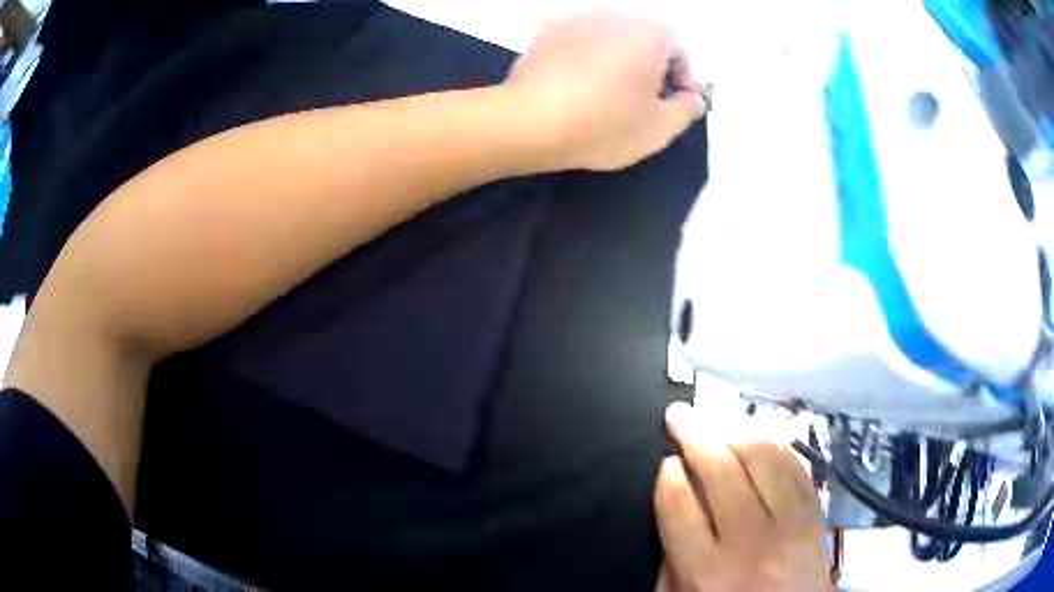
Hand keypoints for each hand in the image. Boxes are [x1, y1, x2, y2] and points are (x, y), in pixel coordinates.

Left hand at [505, 10, 709, 171]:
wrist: (530, 121)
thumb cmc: (605, 124)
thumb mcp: (660, 128)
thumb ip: (688, 109)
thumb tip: (694, 97)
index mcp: (649, 34)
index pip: (679, 50)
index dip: (682, 80)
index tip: (672, 106)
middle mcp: (615, 16)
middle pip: (644, 40)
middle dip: (650, 69)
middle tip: (641, 104)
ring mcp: (576, 19)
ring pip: (610, 39)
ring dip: (617, 62)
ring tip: (606, 96)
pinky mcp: (545, 31)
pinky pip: (579, 42)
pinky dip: (586, 59)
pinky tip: (576, 86)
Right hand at [654, 401, 831, 591]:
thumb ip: (670, 557)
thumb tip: (672, 496)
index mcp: (709, 573)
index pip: (681, 508)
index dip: (668, 476)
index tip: (665, 460)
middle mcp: (752, 543)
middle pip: (721, 472)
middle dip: (694, 435)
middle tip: (678, 415)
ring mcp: (791, 524)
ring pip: (763, 457)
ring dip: (734, 428)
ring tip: (713, 417)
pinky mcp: (815, 513)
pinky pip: (793, 463)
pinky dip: (771, 442)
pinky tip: (753, 434)